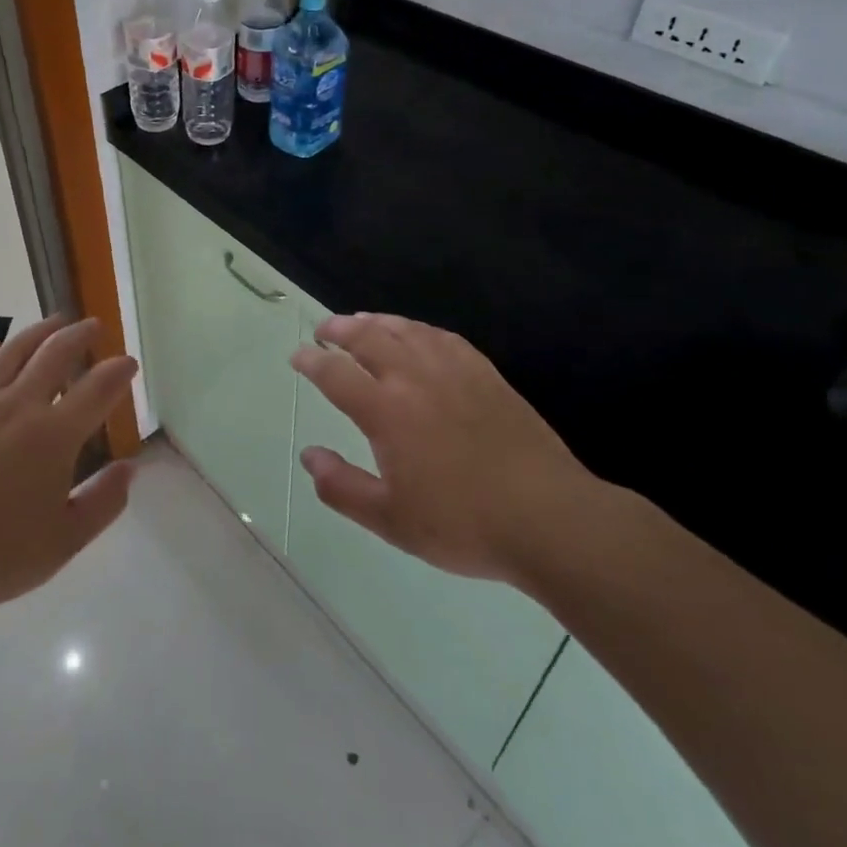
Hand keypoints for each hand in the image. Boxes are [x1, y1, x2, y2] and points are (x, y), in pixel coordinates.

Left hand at [0, 315, 137, 611]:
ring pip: (12, 351)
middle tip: (93, 326)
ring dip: (37, 332)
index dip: (117, 371)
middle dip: (80, 335)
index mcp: (53, 435)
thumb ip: (104, 501)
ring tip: (53, 322)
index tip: (128, 363)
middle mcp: (19, 404)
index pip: (97, 389)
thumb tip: (130, 468)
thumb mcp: (65, 539)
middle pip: (55, 353)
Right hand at [293, 313, 597, 583]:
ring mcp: (453, 371)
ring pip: (405, 329)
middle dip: (339, 329)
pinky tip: (416, 334)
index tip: (297, 356)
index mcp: (386, 411)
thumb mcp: (391, 520)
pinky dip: (418, 329)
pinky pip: (443, 337)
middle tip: (324, 330)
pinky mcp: (485, 374)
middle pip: (367, 337)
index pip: (335, 373)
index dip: (311, 360)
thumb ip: (341, 487)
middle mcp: (414, 378)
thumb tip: (309, 456)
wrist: (548, 519)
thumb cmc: (463, 524)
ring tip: (361, 322)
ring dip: (375, 321)